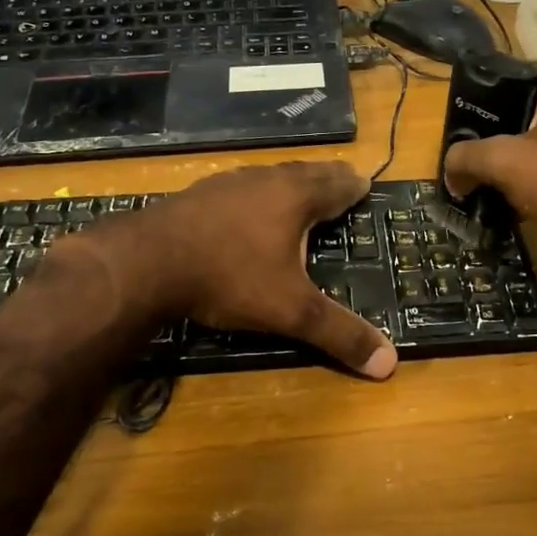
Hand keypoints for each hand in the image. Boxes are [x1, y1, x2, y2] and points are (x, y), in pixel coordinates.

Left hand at [79, 162, 397, 379]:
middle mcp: (265, 180)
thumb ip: (339, 334)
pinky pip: (240, 187)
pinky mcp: (197, 193)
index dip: (354, 186)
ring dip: (290, 181)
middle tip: (343, 178)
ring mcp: (227, 183)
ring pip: (270, 175)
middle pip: (306, 171)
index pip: (337, 185)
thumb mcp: (291, 311)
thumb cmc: (230, 278)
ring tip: (299, 189)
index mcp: (296, 197)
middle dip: (327, 177)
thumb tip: (390, 364)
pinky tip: (245, 206)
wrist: (146, 263)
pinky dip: (256, 193)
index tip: (367, 184)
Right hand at [445, 64, 536, 250]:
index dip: (481, 105)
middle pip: (531, 107)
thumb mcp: (508, 166)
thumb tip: (451, 170)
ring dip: (531, 156)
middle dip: (504, 135)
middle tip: (481, 164)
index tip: (464, 135)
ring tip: (508, 184)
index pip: (509, 76)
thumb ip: (469, 159)